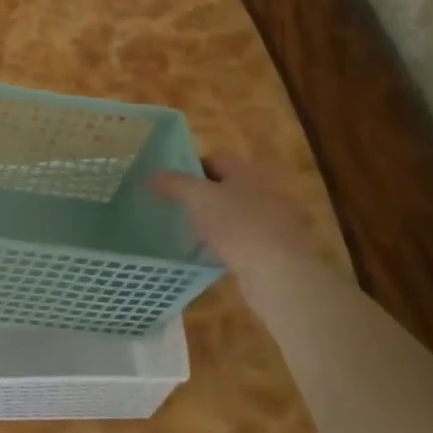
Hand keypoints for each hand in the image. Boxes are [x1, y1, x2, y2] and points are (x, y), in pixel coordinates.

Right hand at [152, 153, 317, 285]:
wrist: (280, 273)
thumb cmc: (238, 224)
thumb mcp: (198, 197)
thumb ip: (173, 183)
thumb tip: (152, 175)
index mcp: (247, 171)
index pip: (213, 159)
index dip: (189, 167)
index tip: (168, 183)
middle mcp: (263, 190)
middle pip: (224, 187)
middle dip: (200, 196)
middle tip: (173, 206)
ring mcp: (271, 221)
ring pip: (233, 215)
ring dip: (212, 221)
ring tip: (185, 231)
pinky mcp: (272, 249)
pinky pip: (241, 240)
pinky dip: (225, 244)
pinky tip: (208, 254)